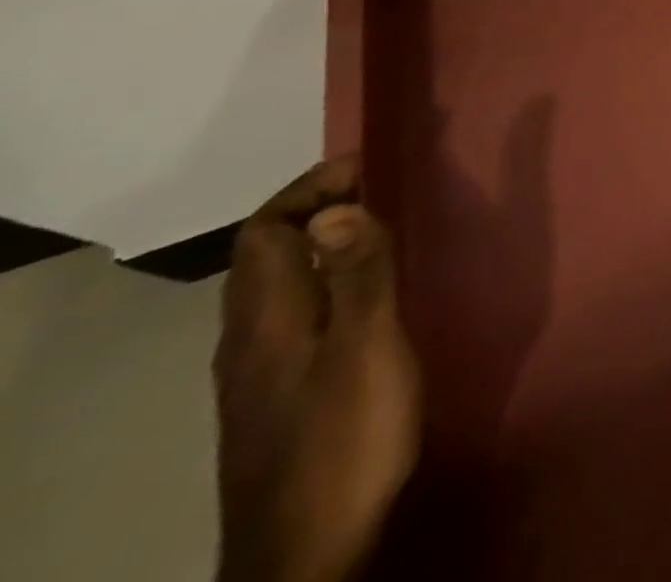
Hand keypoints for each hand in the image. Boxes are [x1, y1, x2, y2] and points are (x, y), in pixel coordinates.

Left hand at [214, 156, 420, 581]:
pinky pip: (294, 316)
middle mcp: (248, 342)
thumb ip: (358, 275)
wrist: (308, 556)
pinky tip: (367, 298)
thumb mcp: (367, 348)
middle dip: (317, 210)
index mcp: (265, 323)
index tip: (367, 165)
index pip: (263, 232)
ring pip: (278, 288)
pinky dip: (326, 282)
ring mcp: (259, 377)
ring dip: (322, 246)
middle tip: (384, 188)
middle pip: (265, 258)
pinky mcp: (279, 400)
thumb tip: (337, 207)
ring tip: (383, 230)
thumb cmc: (345, 438)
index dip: (309, 189)